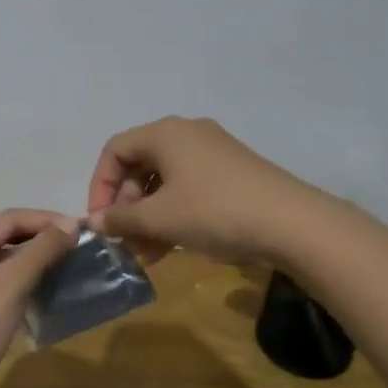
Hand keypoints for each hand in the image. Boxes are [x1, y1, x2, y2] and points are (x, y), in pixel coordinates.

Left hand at [0, 209, 78, 387]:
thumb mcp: (10, 284)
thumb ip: (40, 251)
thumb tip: (71, 225)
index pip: (11, 218)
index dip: (47, 219)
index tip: (82, 230)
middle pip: (8, 236)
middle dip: (43, 238)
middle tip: (80, 247)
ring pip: (8, 262)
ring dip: (38, 260)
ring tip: (71, 266)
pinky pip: (6, 285)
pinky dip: (29, 283)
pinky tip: (50, 292)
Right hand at [85, 116, 322, 264]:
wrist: (293, 223)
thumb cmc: (214, 211)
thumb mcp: (160, 218)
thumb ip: (121, 219)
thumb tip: (94, 221)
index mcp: (165, 134)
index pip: (115, 150)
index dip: (100, 185)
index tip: (101, 220)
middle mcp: (187, 135)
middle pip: (140, 165)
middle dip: (127, 205)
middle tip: (124, 238)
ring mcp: (213, 153)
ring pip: (165, 182)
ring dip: (148, 216)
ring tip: (144, 253)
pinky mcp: (232, 174)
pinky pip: (189, 189)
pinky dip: (173, 215)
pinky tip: (170, 249)